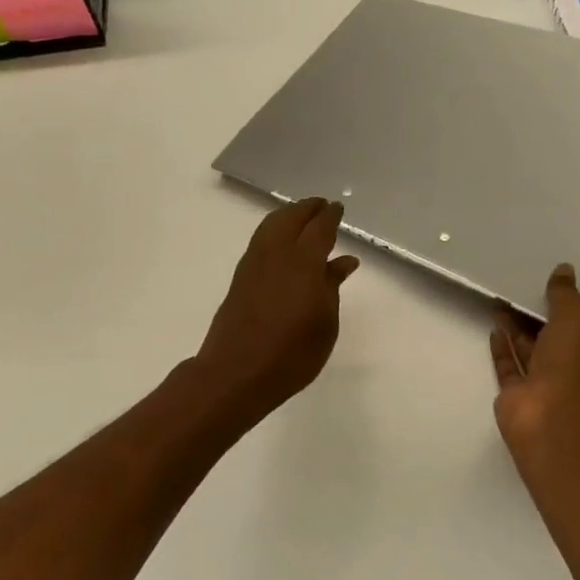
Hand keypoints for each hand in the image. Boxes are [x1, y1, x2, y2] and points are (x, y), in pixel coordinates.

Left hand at [194, 197, 359, 426]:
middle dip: (307, 208)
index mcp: (303, 263)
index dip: (330, 216)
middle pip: (291, 218)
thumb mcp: (325, 324)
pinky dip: (274, 230)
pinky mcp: (240, 277)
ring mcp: (253, 264)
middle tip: (321, 206)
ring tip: (302, 218)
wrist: (236, 373)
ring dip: (287, 216)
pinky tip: (282, 243)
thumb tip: (343, 261)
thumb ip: (332, 287)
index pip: (319, 228)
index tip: (338, 208)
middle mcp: (276, 254)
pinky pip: (260, 240)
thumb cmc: (291, 354)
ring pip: (271, 225)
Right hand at [490, 263, 579, 453]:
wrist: (549, 417)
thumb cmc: (572, 365)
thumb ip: (565, 295)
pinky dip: (502, 347)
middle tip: (518, 288)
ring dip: (515, 327)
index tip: (547, 287)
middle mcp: (571, 370)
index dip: (566, 308)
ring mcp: (543, 384)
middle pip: (551, 337)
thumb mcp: (574, 319)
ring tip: (499, 299)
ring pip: (528, 350)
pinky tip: (493, 327)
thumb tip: (564, 268)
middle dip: (535, 315)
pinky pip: (509, 366)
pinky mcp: (516, 394)